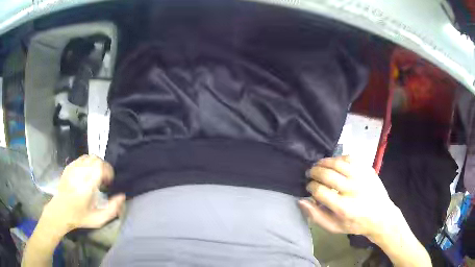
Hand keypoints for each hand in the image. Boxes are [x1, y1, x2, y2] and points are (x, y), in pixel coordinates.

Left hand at [41, 155, 125, 233]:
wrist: (60, 212)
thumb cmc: (80, 217)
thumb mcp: (99, 219)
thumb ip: (112, 209)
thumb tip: (122, 196)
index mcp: (87, 184)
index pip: (100, 166)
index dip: (108, 171)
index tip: (109, 182)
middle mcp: (80, 172)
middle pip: (96, 159)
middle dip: (104, 167)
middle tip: (104, 179)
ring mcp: (73, 168)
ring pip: (89, 157)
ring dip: (96, 164)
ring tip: (96, 176)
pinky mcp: (69, 167)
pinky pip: (81, 158)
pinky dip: (88, 163)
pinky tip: (87, 174)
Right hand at [298, 156, 400, 239]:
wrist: (381, 215)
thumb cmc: (355, 224)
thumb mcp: (334, 227)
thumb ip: (316, 215)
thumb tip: (301, 200)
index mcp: (343, 207)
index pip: (320, 191)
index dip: (310, 187)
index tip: (309, 187)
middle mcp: (352, 190)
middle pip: (327, 175)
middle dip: (314, 172)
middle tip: (310, 173)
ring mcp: (361, 177)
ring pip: (337, 163)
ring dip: (324, 162)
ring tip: (318, 165)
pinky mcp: (367, 169)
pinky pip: (350, 158)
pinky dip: (339, 158)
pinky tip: (334, 162)